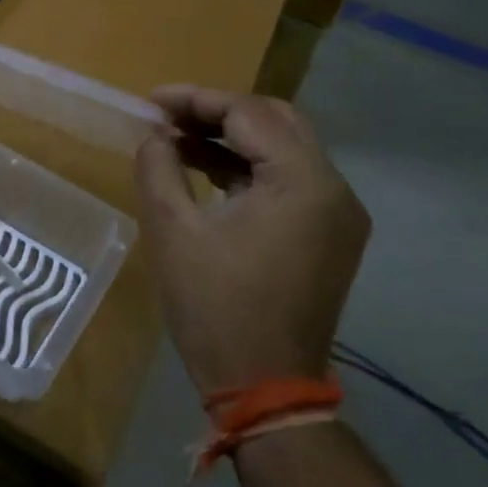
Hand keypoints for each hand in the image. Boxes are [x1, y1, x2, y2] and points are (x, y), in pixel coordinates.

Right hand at [133, 88, 369, 394]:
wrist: (264, 386)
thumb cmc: (214, 306)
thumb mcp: (171, 229)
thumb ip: (158, 166)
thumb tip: (155, 135)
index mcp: (303, 182)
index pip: (248, 113)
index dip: (194, 99)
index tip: (149, 102)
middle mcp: (334, 189)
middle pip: (276, 120)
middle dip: (217, 111)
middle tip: (166, 116)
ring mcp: (338, 214)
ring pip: (284, 148)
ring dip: (232, 138)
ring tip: (176, 139)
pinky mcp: (330, 235)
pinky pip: (289, 180)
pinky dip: (248, 167)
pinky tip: (205, 170)